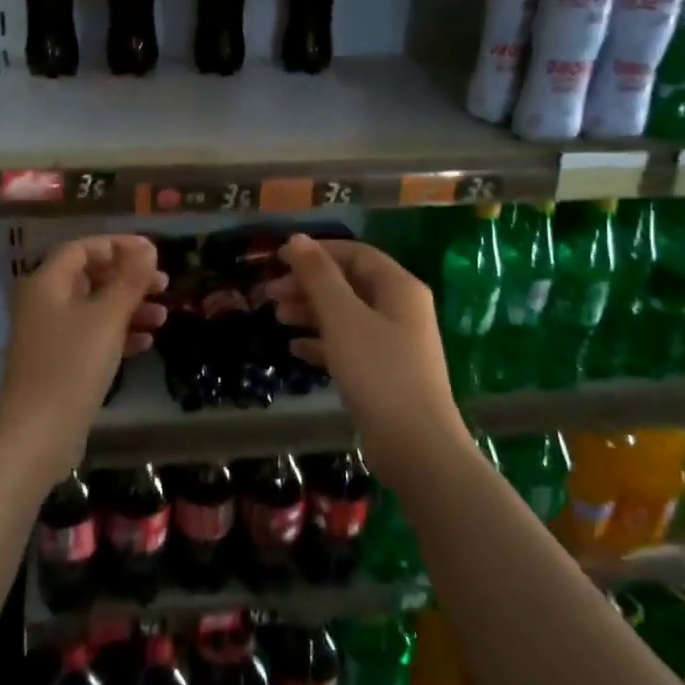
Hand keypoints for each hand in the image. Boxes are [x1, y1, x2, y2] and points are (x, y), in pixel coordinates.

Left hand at [0, 235, 166, 458]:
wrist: (40, 431)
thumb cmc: (73, 364)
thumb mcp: (107, 317)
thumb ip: (129, 279)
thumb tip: (147, 248)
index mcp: (46, 283)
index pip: (82, 249)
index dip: (118, 246)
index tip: (153, 253)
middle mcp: (42, 304)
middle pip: (89, 277)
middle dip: (128, 279)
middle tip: (163, 284)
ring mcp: (49, 335)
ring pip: (94, 309)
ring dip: (128, 308)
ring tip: (162, 317)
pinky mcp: (59, 362)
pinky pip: (91, 337)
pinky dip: (118, 334)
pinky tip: (146, 343)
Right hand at [264, 235, 463, 460]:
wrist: (415, 445)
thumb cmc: (379, 372)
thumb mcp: (343, 318)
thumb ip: (319, 277)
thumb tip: (296, 239)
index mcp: (399, 288)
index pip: (355, 254)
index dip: (317, 253)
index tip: (278, 260)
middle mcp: (400, 309)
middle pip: (349, 284)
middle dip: (308, 285)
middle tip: (269, 295)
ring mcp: (393, 343)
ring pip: (346, 316)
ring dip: (311, 313)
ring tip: (277, 319)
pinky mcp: (384, 374)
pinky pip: (348, 346)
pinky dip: (322, 343)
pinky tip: (295, 350)